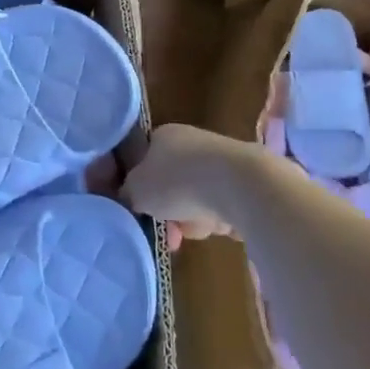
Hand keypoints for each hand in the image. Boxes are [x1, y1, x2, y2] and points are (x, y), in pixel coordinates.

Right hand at [122, 124, 253, 249]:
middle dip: (167, 213)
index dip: (137, 188)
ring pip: (194, 200)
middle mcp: (190, 142)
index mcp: (162, 135)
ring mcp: (219, 161)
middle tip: (168, 233)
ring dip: (191, 220)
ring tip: (197, 229)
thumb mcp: (135, 190)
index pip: (142, 160)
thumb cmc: (177, 181)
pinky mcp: (243, 182)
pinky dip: (217, 220)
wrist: (240, 185)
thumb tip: (128, 198)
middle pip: (169, 185)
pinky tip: (220, 226)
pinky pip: (220, 207)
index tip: (138, 210)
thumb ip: (126, 193)